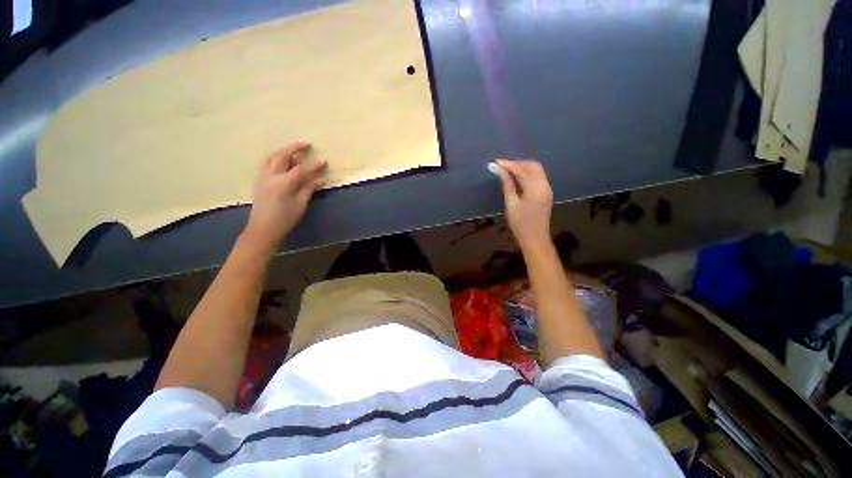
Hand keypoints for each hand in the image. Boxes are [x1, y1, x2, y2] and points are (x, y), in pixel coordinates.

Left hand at [243, 142, 326, 252]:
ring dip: (283, 151)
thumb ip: (308, 189)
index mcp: (283, 183)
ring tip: (293, 150)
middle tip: (306, 144)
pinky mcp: (259, 181)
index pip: (301, 169)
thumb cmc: (285, 219)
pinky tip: (283, 161)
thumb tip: (319, 178)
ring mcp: (262, 177)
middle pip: (282, 156)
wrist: (262, 229)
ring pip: (271, 158)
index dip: (313, 165)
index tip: (324, 160)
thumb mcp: (300, 204)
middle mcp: (271, 176)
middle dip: (294, 148)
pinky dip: (276, 158)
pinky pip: (267, 164)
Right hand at [493, 159, 552, 248]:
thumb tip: (499, 170)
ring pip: (537, 170)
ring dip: (523, 168)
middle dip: (517, 164)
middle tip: (502, 167)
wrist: (535, 238)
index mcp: (535, 188)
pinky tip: (517, 178)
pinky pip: (538, 177)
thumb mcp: (511, 204)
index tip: (496, 162)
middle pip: (533, 166)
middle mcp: (544, 185)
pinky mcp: (546, 193)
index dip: (508, 165)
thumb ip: (507, 185)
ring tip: (508, 171)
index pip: (521, 170)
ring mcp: (547, 189)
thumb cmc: (520, 224)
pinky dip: (528, 174)